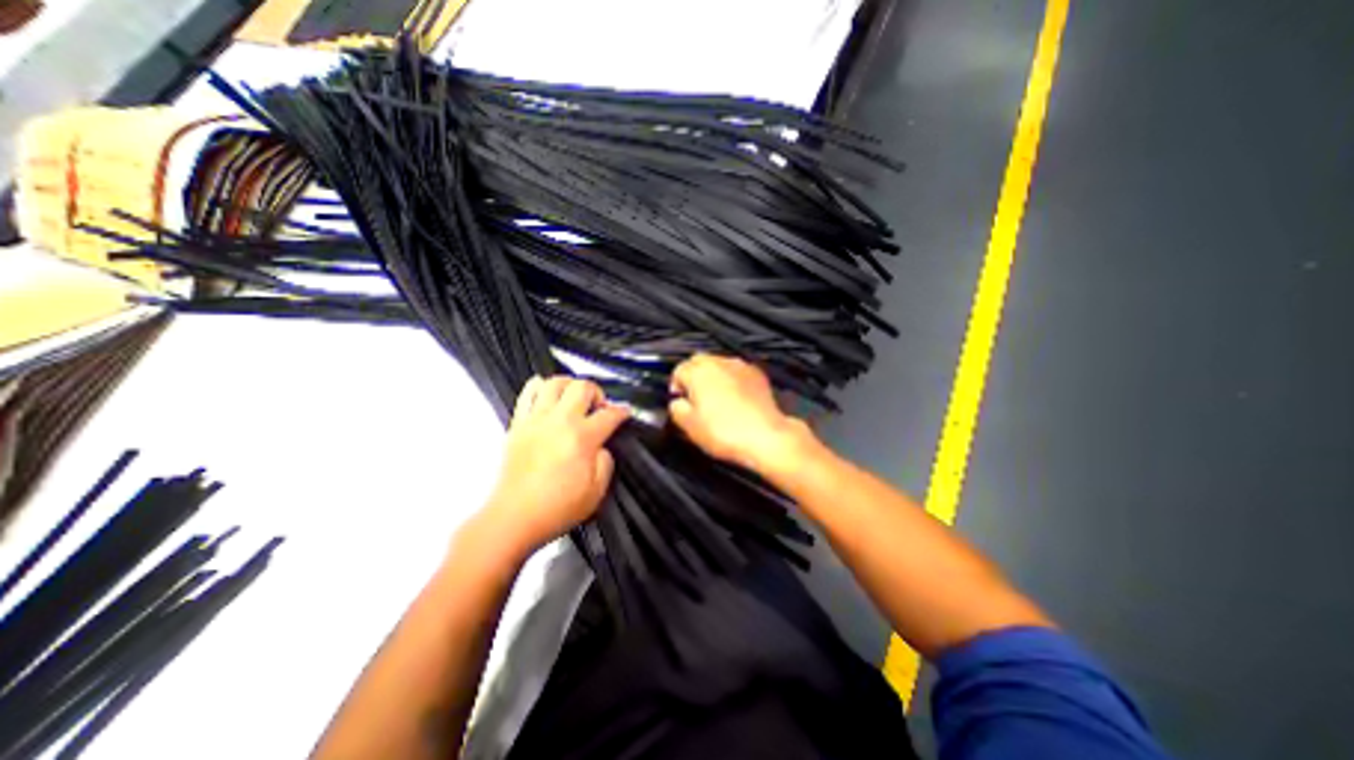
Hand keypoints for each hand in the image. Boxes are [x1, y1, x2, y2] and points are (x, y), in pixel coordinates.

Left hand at [483, 377, 632, 554]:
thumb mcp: (596, 491)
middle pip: (583, 387)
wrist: (514, 517)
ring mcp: (536, 420)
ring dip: (570, 385)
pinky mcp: (518, 424)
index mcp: (582, 438)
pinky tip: (548, 396)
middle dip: (597, 392)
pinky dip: (540, 387)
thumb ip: (606, 461)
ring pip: (555, 382)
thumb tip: (602, 446)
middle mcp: (560, 422)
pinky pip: (528, 393)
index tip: (624, 412)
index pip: (610, 414)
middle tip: (598, 406)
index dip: (622, 411)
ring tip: (574, 398)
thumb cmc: (555, 508)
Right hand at [668, 354, 813, 473]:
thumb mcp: (689, 426)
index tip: (680, 401)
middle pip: (698, 361)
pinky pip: (737, 372)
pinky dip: (732, 380)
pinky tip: (734, 399)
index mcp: (699, 372)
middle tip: (695, 398)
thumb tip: (677, 403)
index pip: (678, 371)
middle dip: (693, 376)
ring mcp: (740, 366)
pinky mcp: (757, 374)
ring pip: (719, 364)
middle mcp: (719, 363)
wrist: (765, 437)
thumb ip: (676, 409)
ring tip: (716, 399)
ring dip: (713, 377)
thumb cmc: (726, 432)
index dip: (676, 387)